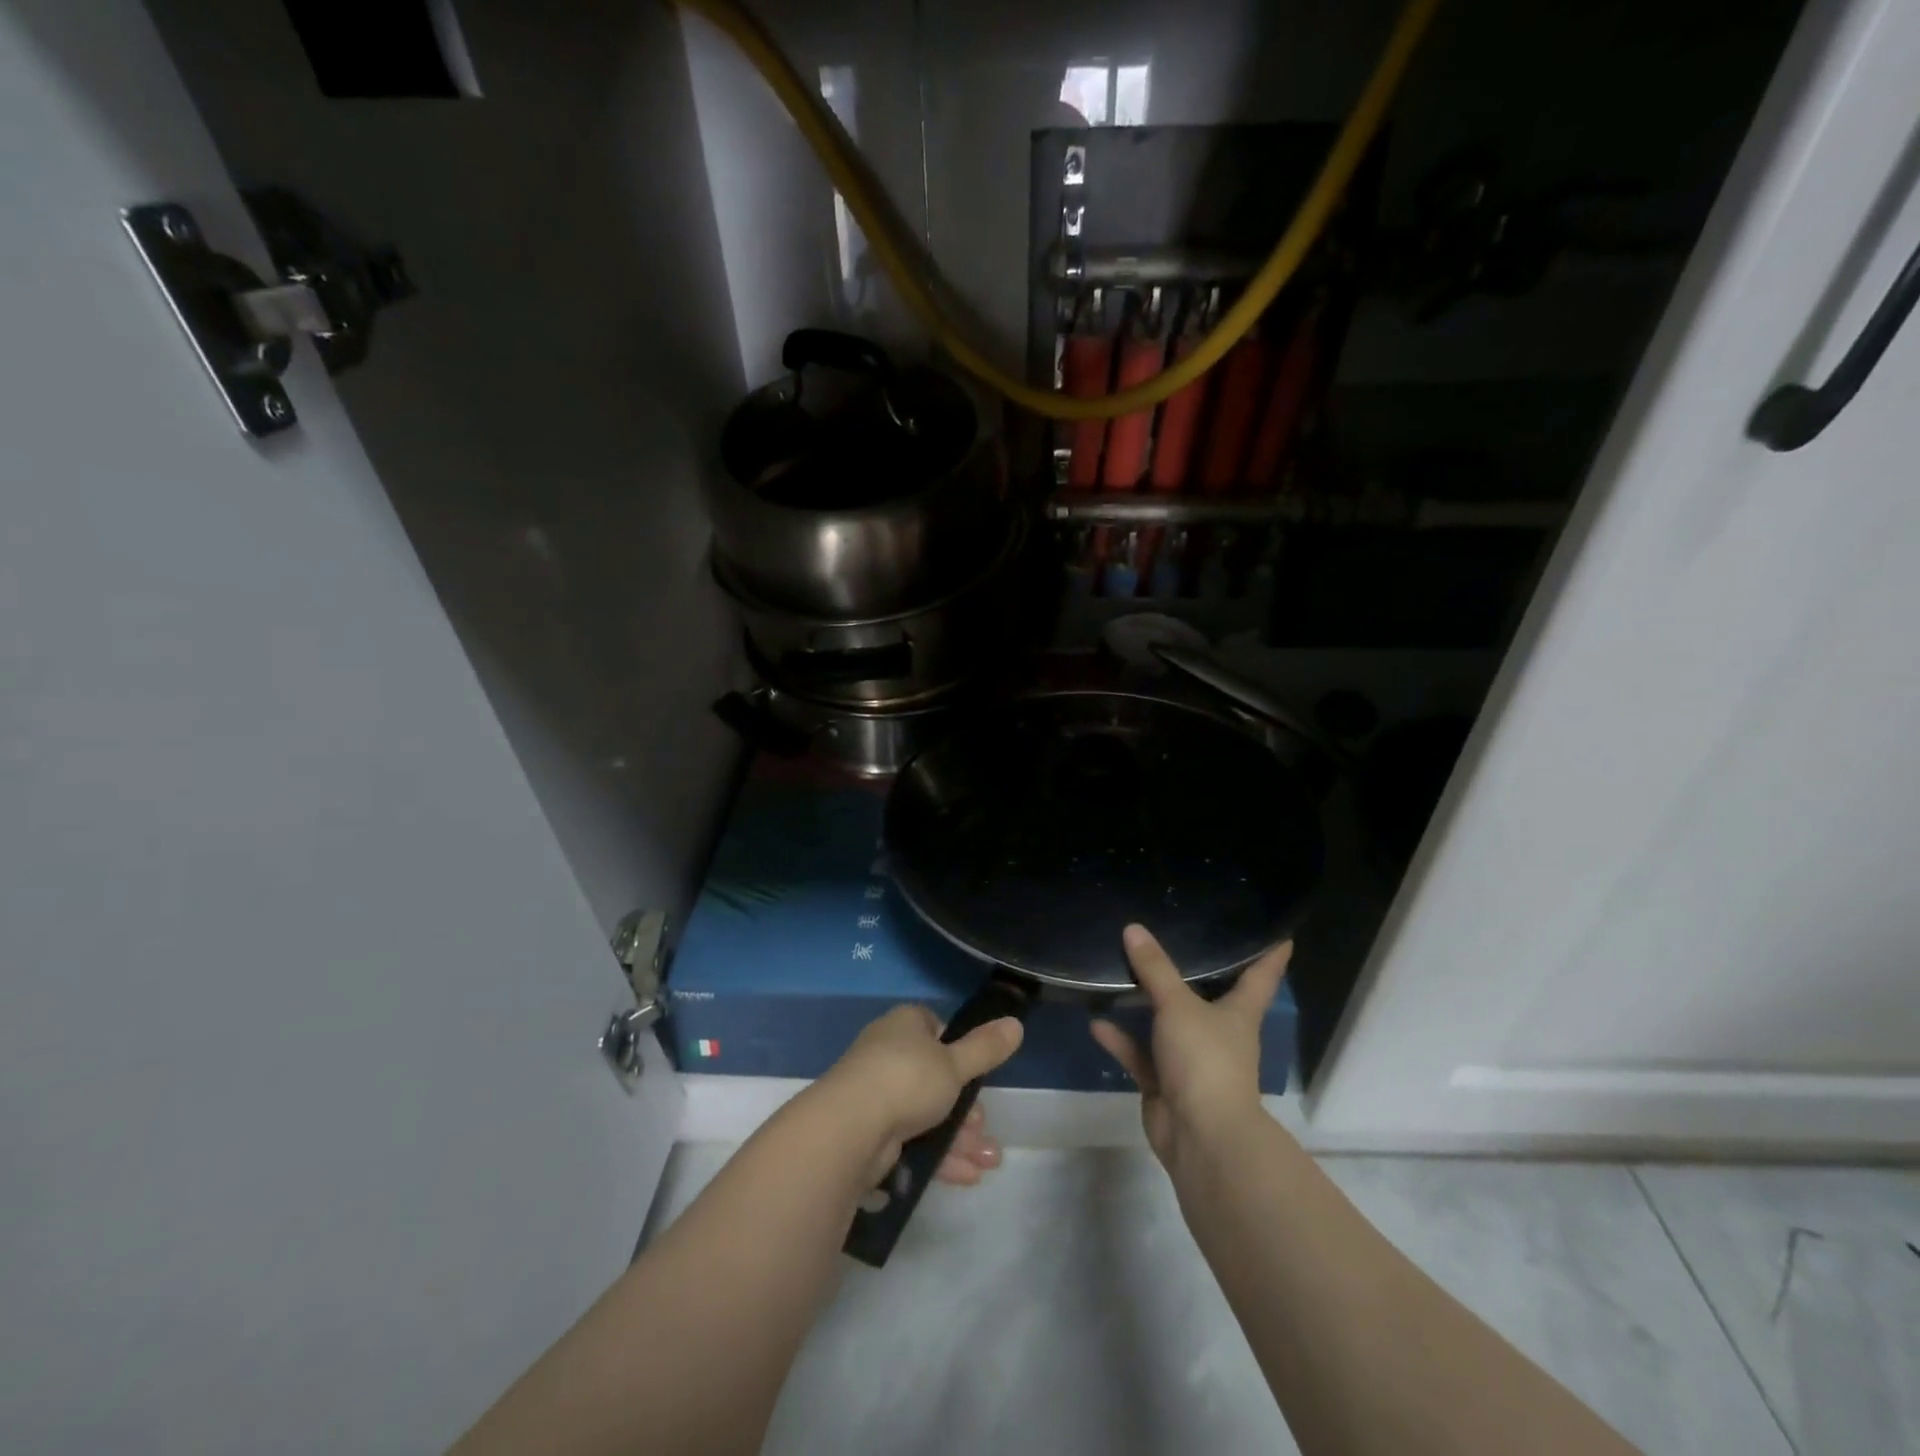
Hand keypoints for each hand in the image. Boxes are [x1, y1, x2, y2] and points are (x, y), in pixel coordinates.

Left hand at [815, 1005, 1023, 1189]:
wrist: (849, 1129)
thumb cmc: (906, 1079)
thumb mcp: (955, 1064)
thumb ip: (986, 1048)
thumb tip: (1016, 1023)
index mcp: (905, 1025)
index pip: (934, 1028)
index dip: (957, 1049)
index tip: (976, 1072)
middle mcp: (888, 1054)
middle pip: (934, 1077)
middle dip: (966, 1107)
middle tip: (984, 1127)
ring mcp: (877, 1094)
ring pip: (926, 1113)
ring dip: (959, 1137)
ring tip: (989, 1162)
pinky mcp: (871, 1132)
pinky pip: (912, 1141)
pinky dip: (939, 1156)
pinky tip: (966, 1175)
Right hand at [1091, 924, 1289, 1168]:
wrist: (1202, 1138)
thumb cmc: (1206, 1061)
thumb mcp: (1178, 1006)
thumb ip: (1155, 969)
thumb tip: (1133, 929)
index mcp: (1239, 1013)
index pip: (1262, 976)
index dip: (1271, 953)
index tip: (1280, 932)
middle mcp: (1219, 1034)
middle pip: (1211, 996)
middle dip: (1198, 972)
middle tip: (1180, 936)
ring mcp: (1192, 1061)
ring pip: (1169, 1024)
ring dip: (1147, 1004)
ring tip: (1122, 971)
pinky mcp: (1166, 1084)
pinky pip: (1141, 1055)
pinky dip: (1121, 1040)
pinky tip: (1096, 1022)